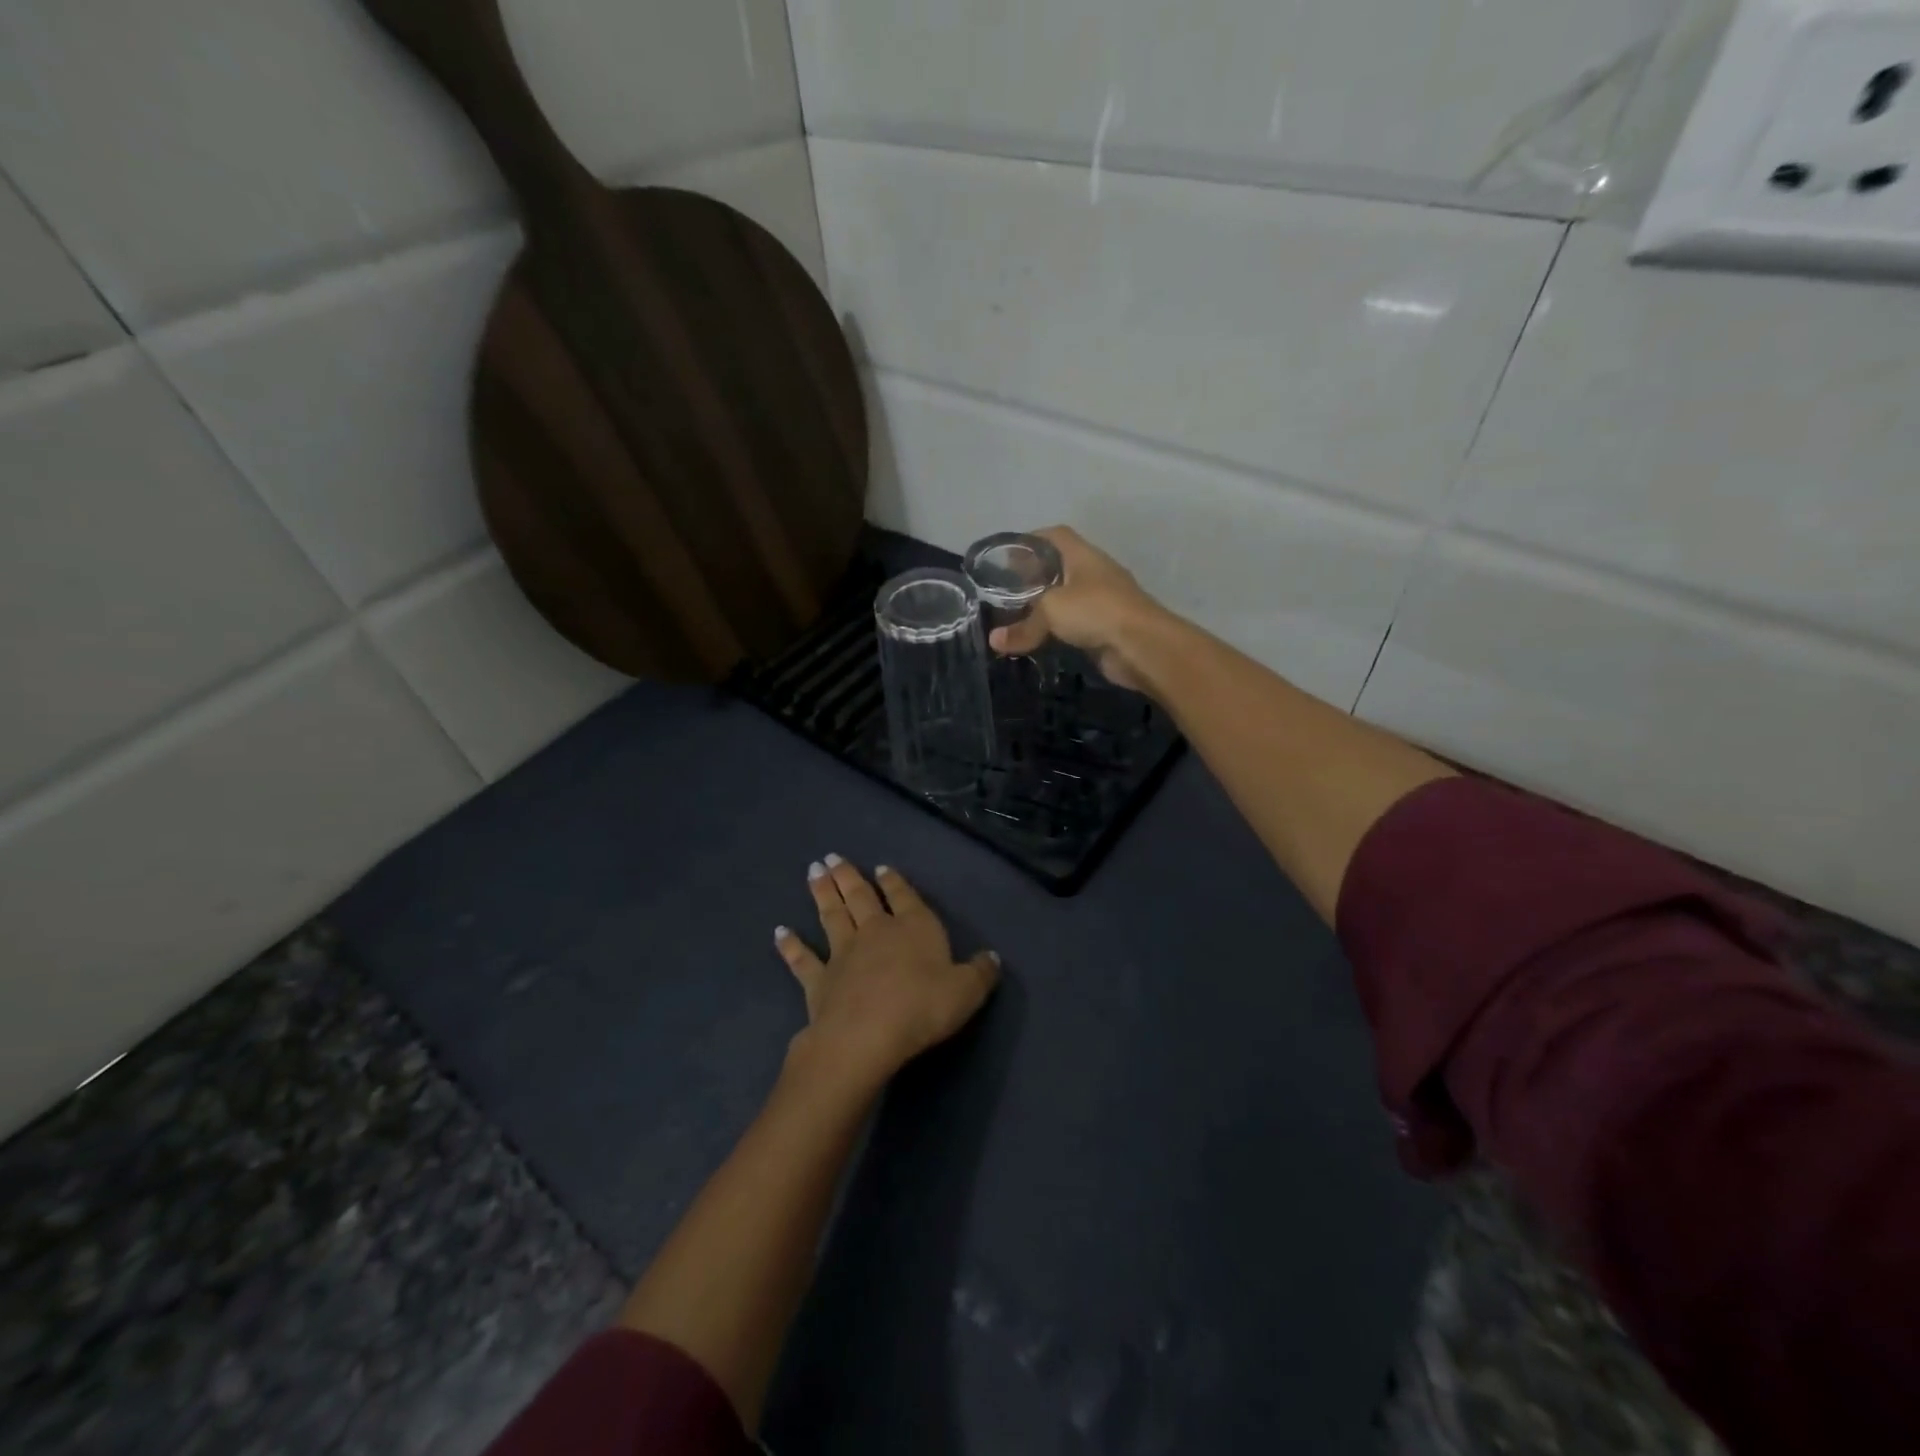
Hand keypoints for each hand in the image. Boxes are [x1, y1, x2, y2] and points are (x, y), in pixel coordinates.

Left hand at [775, 855, 999, 1082]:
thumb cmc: (922, 1007)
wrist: (866, 1036)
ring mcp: (842, 954)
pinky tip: (779, 932)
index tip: (881, 868)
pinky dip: (791, 945)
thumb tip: (992, 957)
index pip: (904, 896)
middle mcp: (876, 931)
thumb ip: (981, 972)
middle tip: (833, 857)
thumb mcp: (966, 992)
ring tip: (813, 871)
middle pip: (860, 897)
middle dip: (848, 876)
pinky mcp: (818, 980)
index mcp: (913, 928)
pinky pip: (802, 959)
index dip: (894, 882)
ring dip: (822, 893)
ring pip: (831, 915)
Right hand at [986, 526, 1168, 690]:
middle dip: (1033, 577)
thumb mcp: (1051, 612)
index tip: (1006, 556)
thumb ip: (1022, 626)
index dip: (1030, 541)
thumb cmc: (1096, 611)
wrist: (1142, 645)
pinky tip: (1040, 639)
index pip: (1054, 536)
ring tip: (1018, 617)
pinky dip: (1058, 630)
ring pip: (1067, 598)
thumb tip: (994, 640)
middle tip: (1006, 591)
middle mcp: (1094, 573)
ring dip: (1046, 607)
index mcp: (1082, 556)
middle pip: (1059, 567)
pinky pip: (1075, 624)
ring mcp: (1103, 600)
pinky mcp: (1106, 627)